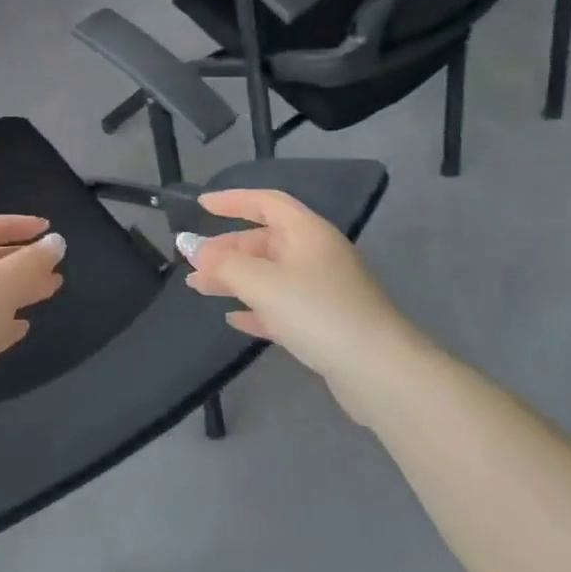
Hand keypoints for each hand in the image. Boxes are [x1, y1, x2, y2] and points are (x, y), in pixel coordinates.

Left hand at [0, 215, 65, 421]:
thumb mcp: (0, 285)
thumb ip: (31, 262)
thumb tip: (56, 241)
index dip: (13, 225)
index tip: (46, 229)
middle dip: (20, 261)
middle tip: (55, 266)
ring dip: (16, 291)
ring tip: (50, 291)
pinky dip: (1, 323)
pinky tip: (23, 328)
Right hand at [176, 190, 409, 383]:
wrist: (378, 371)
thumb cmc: (317, 311)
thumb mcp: (262, 282)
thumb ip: (222, 264)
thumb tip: (191, 247)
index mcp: (307, 232)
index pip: (265, 202)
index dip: (232, 200)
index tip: (201, 205)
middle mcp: (316, 254)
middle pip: (264, 241)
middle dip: (226, 249)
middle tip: (192, 262)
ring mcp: (322, 289)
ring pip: (269, 275)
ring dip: (234, 279)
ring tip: (198, 289)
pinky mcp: (324, 323)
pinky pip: (281, 306)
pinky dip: (255, 308)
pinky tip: (233, 319)